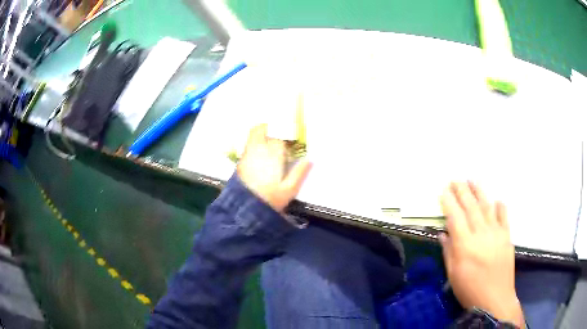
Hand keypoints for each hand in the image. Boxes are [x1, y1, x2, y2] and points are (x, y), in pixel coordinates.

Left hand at [237, 125, 311, 212]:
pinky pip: (249, 143)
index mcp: (273, 154)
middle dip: (272, 127)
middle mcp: (259, 149)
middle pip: (263, 129)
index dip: (286, 133)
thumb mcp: (289, 190)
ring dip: (263, 132)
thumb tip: (310, 159)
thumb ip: (300, 173)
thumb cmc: (270, 199)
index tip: (292, 137)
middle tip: (281, 133)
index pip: (280, 135)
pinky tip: (262, 151)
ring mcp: (248, 153)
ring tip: (272, 139)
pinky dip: (255, 141)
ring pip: (254, 134)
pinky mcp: (241, 160)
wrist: (245, 209)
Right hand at [440, 182, 523, 326]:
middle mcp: (481, 234)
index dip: (448, 202)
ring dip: (479, 191)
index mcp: (465, 245)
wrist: (495, 299)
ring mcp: (496, 233)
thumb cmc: (469, 290)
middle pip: (471, 207)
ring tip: (473, 179)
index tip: (443, 191)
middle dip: (462, 191)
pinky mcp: (507, 236)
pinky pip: (504, 216)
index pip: (455, 217)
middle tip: (455, 179)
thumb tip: (443, 234)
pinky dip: (500, 206)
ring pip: (487, 207)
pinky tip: (497, 200)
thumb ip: (448, 252)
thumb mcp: (453, 275)